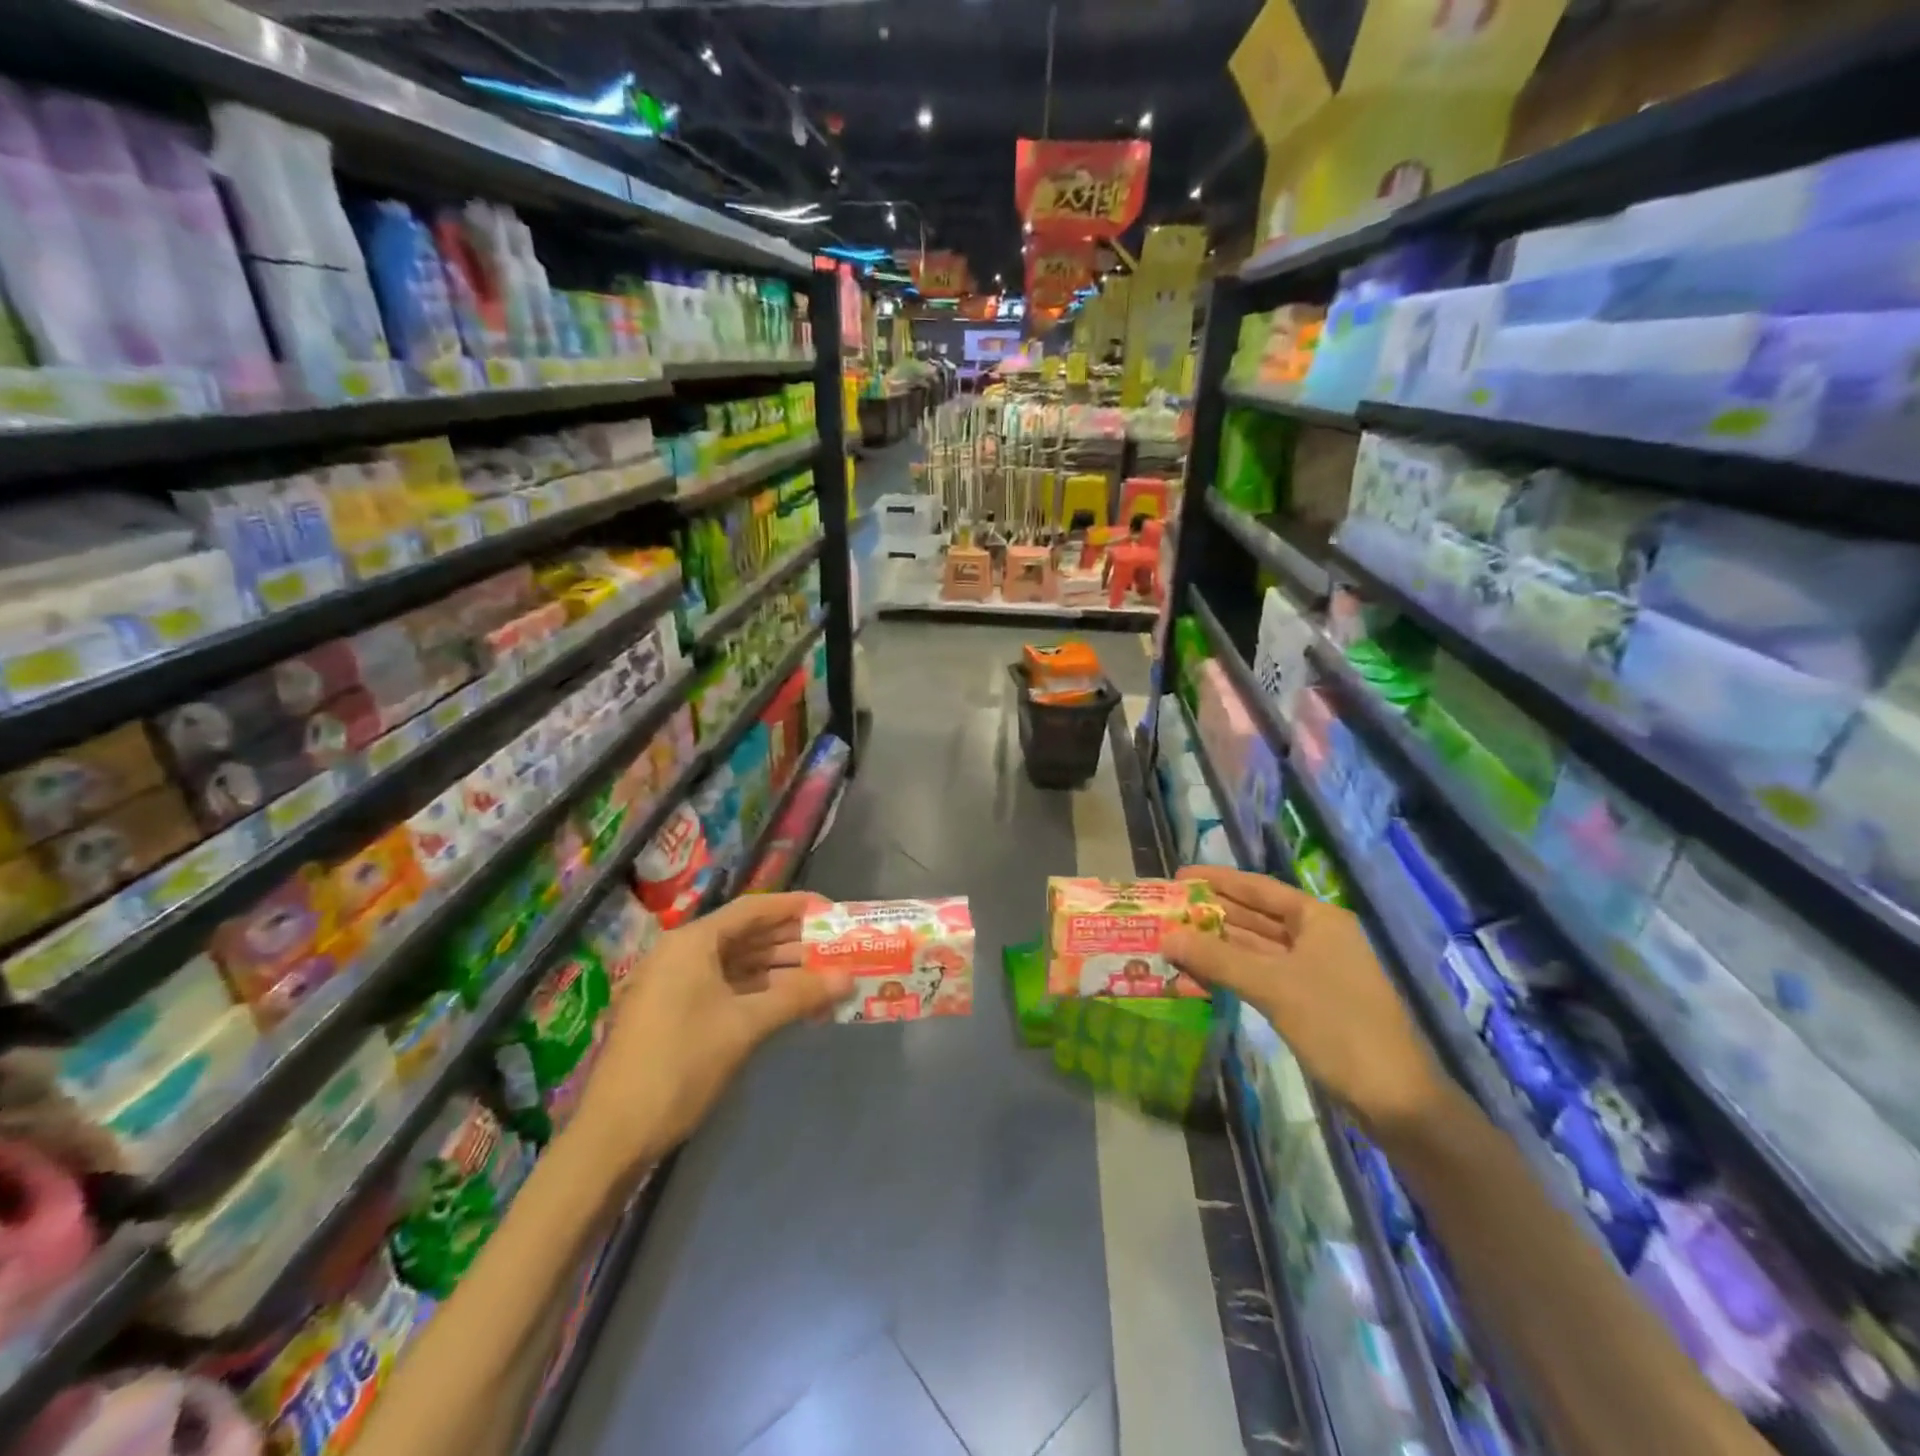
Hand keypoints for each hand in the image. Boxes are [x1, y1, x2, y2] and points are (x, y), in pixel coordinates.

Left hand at [570, 892, 850, 1176]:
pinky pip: (726, 989)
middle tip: (836, 949)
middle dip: (792, 942)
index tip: (831, 912)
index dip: (795, 907)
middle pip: (747, 935)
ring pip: (738, 965)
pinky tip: (791, 1004)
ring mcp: (676, 985)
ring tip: (824, 977)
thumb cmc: (681, 1064)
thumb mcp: (745, 1026)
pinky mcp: (676, 1013)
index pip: (753, 909)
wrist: (615, 1134)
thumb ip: (798, 996)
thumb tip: (847, 978)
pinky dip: (759, 993)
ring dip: (780, 971)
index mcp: (692, 942)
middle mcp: (682, 954)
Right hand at [1164, 866, 1448, 1139]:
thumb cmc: (1337, 1026)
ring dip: (1219, 945)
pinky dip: (1233, 972)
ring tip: (1174, 938)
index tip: (1179, 875)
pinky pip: (1262, 975)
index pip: (1259, 887)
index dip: (1218, 880)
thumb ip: (1216, 958)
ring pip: (1257, 948)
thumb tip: (1165, 936)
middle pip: (1257, 916)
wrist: (1394, 1100)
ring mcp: (1315, 971)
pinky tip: (1201, 973)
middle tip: (1167, 909)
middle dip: (1213, 913)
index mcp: (1319, 919)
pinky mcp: (1309, 1001)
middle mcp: (1318, 937)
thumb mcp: (1272, 986)